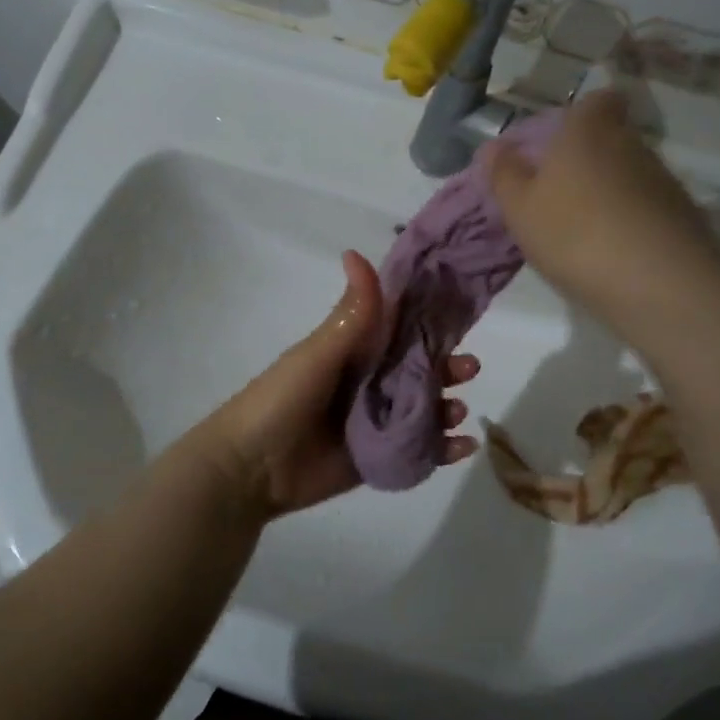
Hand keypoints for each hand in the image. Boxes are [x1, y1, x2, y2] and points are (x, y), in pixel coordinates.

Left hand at [200, 251, 479, 519]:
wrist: (250, 468)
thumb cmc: (281, 399)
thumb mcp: (318, 352)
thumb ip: (350, 313)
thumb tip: (356, 252)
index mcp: (353, 352)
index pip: (400, 331)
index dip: (430, 324)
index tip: (461, 317)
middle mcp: (368, 383)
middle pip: (419, 371)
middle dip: (448, 368)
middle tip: (468, 369)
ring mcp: (375, 423)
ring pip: (424, 410)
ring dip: (448, 407)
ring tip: (456, 411)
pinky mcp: (379, 459)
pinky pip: (419, 451)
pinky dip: (444, 449)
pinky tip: (463, 447)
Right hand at [482, 90, 719, 334]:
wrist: (658, 284)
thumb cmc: (574, 233)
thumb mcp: (520, 208)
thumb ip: (505, 174)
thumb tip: (494, 146)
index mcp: (588, 131)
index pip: (598, 99)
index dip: (582, 113)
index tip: (562, 138)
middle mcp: (631, 144)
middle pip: (612, 137)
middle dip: (589, 157)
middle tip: (560, 191)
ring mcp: (663, 179)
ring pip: (630, 173)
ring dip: (609, 192)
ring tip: (584, 228)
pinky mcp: (684, 215)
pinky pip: (647, 206)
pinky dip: (630, 219)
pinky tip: (613, 251)